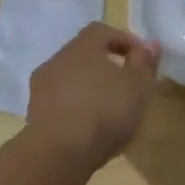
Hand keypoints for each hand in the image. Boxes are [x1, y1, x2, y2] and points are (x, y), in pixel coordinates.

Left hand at [25, 23, 160, 173]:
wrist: (59, 153)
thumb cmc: (105, 111)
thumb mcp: (138, 85)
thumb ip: (145, 62)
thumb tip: (150, 44)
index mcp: (82, 47)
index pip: (102, 31)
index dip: (123, 40)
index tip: (141, 59)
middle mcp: (57, 60)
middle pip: (84, 54)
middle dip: (106, 65)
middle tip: (126, 85)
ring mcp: (41, 87)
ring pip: (70, 79)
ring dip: (89, 88)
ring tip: (109, 110)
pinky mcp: (34, 113)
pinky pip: (60, 102)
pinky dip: (76, 107)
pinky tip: (89, 127)